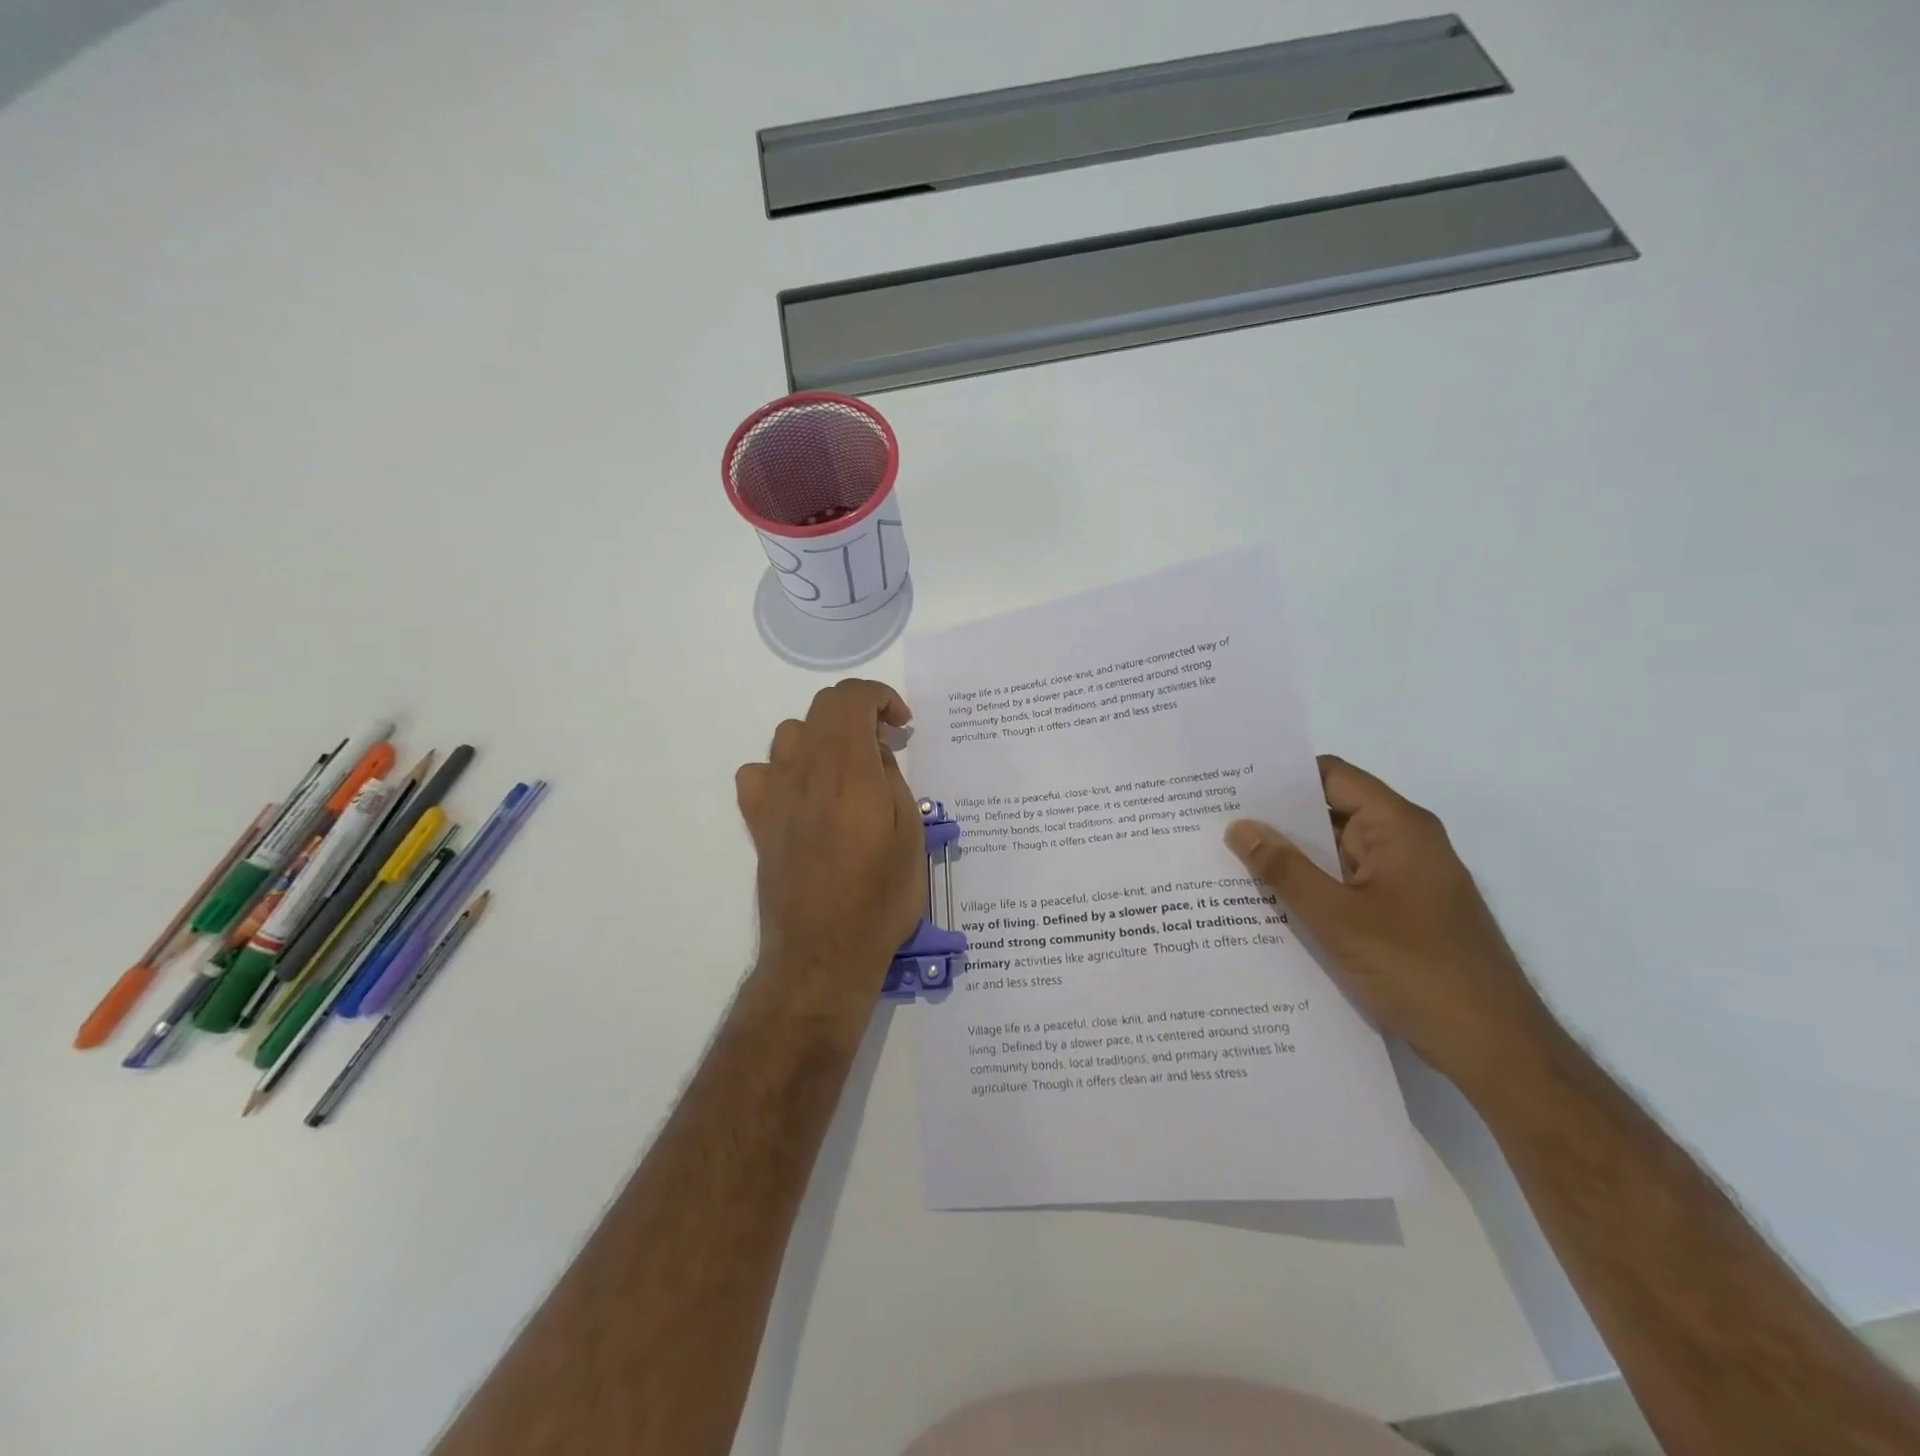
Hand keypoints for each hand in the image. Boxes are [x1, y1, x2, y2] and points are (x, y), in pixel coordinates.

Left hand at [735, 680, 925, 1002]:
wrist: (823, 952)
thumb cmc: (880, 897)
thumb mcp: (910, 835)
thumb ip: (891, 779)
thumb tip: (874, 752)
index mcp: (848, 769)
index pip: (851, 697)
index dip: (880, 696)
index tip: (902, 724)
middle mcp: (805, 770)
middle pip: (821, 707)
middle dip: (858, 711)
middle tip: (884, 743)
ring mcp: (775, 794)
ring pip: (790, 733)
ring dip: (824, 737)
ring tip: (848, 768)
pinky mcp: (757, 821)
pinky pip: (760, 772)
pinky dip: (784, 769)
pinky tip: (803, 794)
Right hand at [1224, 756, 1553, 1090]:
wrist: (1497, 1050)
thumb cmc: (1420, 971)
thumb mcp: (1338, 919)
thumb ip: (1285, 870)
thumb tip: (1239, 827)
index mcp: (1399, 828)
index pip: (1332, 777)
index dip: (1282, 777)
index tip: (1231, 785)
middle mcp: (1405, 844)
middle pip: (1331, 812)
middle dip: (1276, 820)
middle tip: (1217, 824)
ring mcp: (1406, 880)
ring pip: (1335, 854)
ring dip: (1291, 859)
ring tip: (1229, 861)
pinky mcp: (1403, 914)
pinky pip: (1347, 885)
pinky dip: (1312, 889)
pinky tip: (1269, 904)